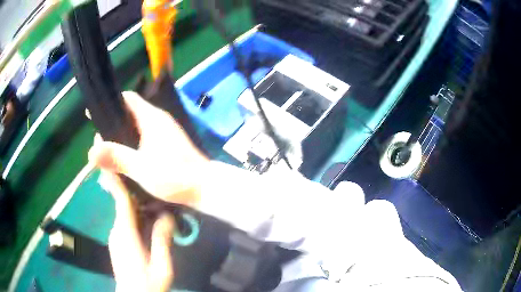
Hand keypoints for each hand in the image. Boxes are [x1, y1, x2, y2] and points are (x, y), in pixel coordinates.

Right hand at [88, 91, 208, 206]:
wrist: (205, 188)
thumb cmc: (174, 175)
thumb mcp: (141, 167)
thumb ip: (116, 157)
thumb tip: (91, 151)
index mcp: (152, 117)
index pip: (128, 99)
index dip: (110, 104)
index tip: (94, 115)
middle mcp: (158, 121)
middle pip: (129, 115)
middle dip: (112, 126)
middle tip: (98, 143)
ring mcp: (163, 133)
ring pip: (135, 129)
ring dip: (121, 138)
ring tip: (107, 154)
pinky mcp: (167, 146)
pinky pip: (143, 140)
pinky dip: (131, 147)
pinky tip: (124, 161)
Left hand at [100, 171, 174, 291]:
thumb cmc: (148, 284)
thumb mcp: (162, 266)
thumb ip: (162, 241)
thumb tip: (167, 217)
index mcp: (125, 234)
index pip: (121, 200)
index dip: (116, 178)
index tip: (113, 159)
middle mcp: (116, 231)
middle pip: (122, 203)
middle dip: (130, 186)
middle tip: (145, 173)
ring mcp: (116, 237)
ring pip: (124, 212)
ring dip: (134, 201)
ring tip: (151, 192)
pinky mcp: (118, 242)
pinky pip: (125, 221)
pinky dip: (134, 213)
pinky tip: (147, 215)